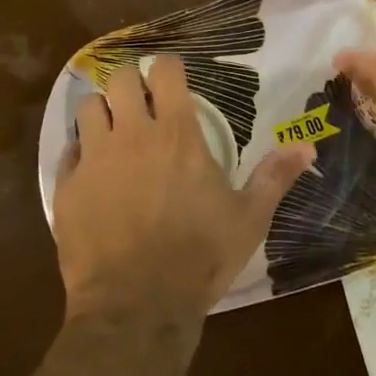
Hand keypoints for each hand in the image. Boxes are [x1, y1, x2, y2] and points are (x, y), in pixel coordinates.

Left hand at [54, 55, 316, 322]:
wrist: (136, 307)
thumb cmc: (199, 258)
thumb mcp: (248, 219)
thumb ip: (275, 177)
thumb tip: (308, 147)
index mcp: (177, 133)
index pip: (165, 70)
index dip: (168, 68)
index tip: (172, 80)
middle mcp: (132, 133)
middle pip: (121, 78)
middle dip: (131, 82)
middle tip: (141, 102)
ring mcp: (95, 158)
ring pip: (88, 106)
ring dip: (102, 112)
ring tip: (112, 130)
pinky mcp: (67, 186)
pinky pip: (67, 150)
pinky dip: (78, 152)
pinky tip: (91, 169)